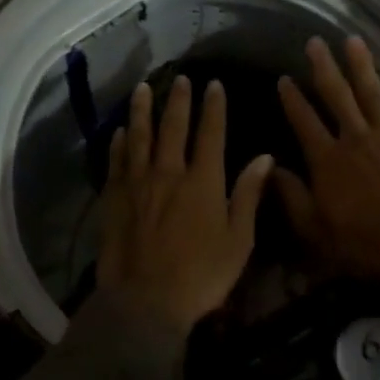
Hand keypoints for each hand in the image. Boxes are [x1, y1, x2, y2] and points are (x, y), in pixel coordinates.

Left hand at [97, 76, 275, 334]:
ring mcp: (138, 183)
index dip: (213, 106)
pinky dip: (118, 144)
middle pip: (173, 126)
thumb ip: (248, 194)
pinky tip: (119, 132)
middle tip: (181, 78)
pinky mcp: (115, 198)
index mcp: (203, 180)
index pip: (211, 133)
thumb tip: (265, 157)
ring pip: (140, 136)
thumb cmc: (201, 274)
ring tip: (142, 89)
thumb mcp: (239, 239)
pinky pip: (116, 162)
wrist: (146, 301)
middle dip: (179, 99)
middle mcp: (169, 172)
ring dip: (142, 110)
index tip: (214, 83)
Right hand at [275, 37, 379, 296]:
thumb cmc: (364, 243)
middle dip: (324, 67)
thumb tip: (269, 168)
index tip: (284, 78)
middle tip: (315, 42)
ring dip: (362, 66)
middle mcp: (356, 138)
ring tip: (354, 41)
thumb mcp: (315, 229)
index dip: (292, 98)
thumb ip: (291, 196)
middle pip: (337, 95)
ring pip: (373, 93)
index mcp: (327, 159)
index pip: (304, 120)